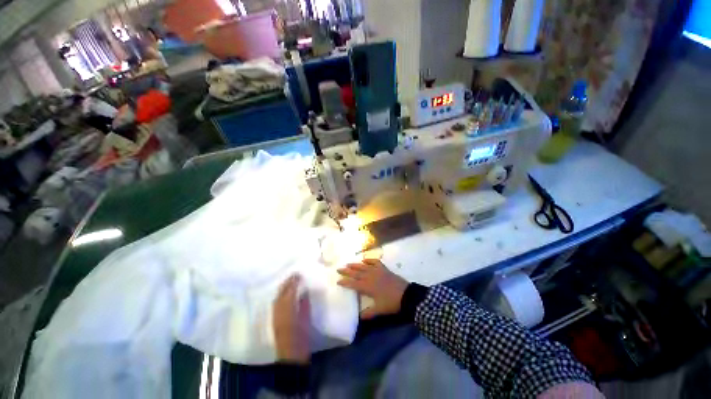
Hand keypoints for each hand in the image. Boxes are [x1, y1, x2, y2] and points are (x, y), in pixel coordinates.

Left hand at [273, 275, 310, 363]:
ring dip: (282, 289)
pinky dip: (279, 297)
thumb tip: (304, 292)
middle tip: (293, 275)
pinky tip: (283, 295)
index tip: (299, 274)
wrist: (291, 358)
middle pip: (281, 294)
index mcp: (289, 310)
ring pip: (277, 298)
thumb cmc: (301, 339)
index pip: (290, 292)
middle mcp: (279, 311)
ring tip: (289, 282)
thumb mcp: (306, 320)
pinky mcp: (274, 321)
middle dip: (287, 283)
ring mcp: (275, 316)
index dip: (294, 282)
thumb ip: (304, 305)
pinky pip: (275, 305)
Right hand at [337, 259, 408, 318]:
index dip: (346, 282)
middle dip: (347, 271)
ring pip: (364, 267)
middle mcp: (371, 277)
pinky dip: (369, 260)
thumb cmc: (392, 303)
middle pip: (357, 273)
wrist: (406, 294)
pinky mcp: (384, 268)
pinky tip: (364, 259)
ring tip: (348, 263)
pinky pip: (375, 262)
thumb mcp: (379, 310)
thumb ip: (368, 313)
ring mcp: (377, 271)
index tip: (338, 280)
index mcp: (368, 287)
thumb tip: (359, 317)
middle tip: (339, 269)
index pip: (354, 284)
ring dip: (355, 265)